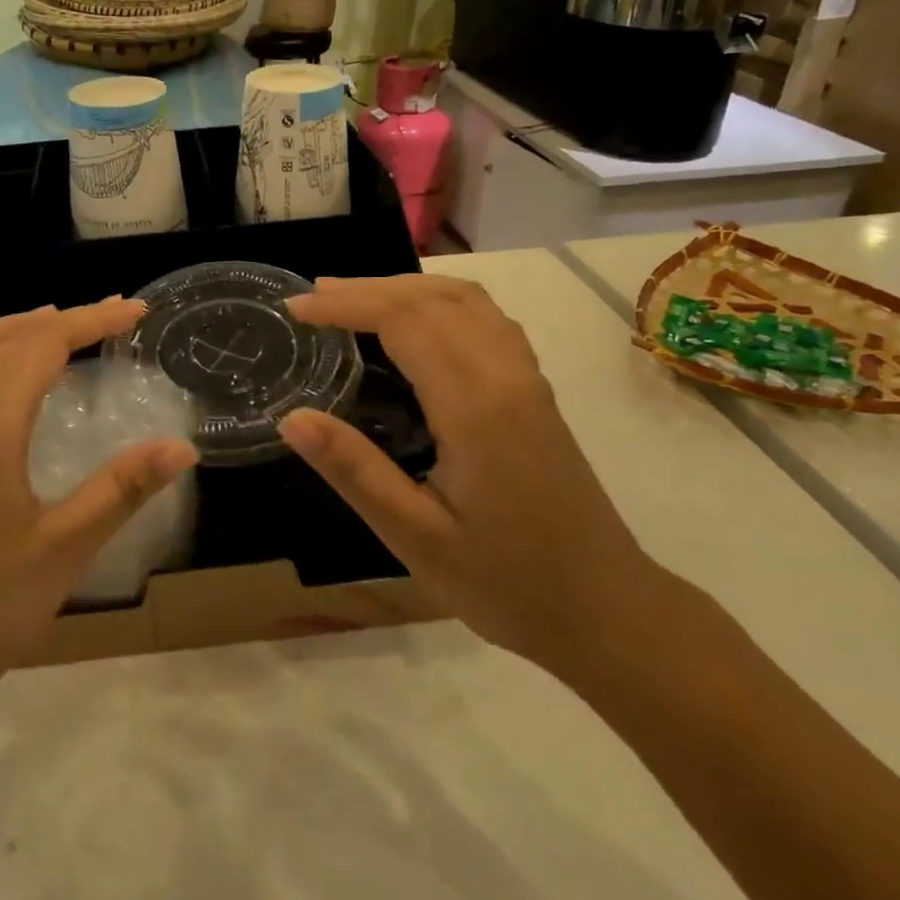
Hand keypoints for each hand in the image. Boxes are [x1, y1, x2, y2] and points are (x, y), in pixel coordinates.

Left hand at [0, 299, 196, 733]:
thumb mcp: (62, 551)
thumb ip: (121, 490)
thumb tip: (182, 446)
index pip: (45, 345)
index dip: (93, 321)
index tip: (136, 310)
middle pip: (3, 341)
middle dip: (59, 321)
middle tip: (107, 317)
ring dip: (5, 332)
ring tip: (44, 327)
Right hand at [279, 274, 661, 675]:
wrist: (607, 611)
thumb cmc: (507, 583)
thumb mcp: (417, 538)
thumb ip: (355, 471)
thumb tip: (292, 418)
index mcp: (475, 405)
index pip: (403, 320)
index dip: (346, 305)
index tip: (296, 309)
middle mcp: (505, 374)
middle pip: (432, 298)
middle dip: (367, 288)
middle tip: (312, 298)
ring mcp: (527, 378)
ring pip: (465, 300)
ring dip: (405, 288)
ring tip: (354, 300)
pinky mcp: (535, 390)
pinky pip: (486, 318)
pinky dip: (440, 301)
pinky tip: (418, 323)